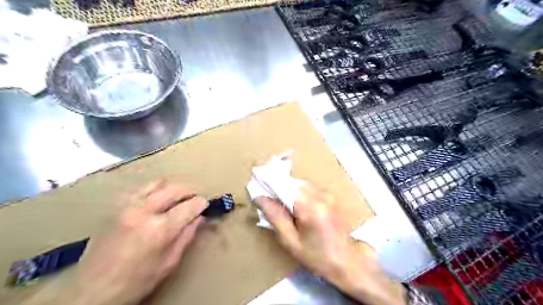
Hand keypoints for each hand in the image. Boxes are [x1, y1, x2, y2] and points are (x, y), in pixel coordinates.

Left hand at [64, 181, 207, 304]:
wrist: (91, 291)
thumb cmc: (135, 282)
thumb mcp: (168, 263)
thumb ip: (186, 236)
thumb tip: (199, 218)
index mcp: (159, 229)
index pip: (189, 206)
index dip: (200, 203)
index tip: (205, 204)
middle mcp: (143, 212)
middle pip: (174, 190)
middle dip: (189, 191)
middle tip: (194, 198)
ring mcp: (126, 207)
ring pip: (156, 184)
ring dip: (171, 188)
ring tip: (176, 197)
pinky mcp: (114, 208)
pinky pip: (139, 189)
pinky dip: (152, 190)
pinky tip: (155, 199)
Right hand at [258, 183, 404, 304]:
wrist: (348, 261)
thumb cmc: (317, 257)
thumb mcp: (291, 241)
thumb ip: (275, 216)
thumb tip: (260, 198)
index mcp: (310, 207)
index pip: (284, 185)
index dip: (268, 179)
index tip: (255, 173)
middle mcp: (320, 195)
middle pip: (292, 182)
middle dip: (276, 184)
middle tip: (263, 190)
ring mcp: (327, 194)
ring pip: (300, 184)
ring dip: (286, 188)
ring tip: (275, 197)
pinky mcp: (330, 196)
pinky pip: (308, 189)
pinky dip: (297, 192)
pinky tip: (292, 203)